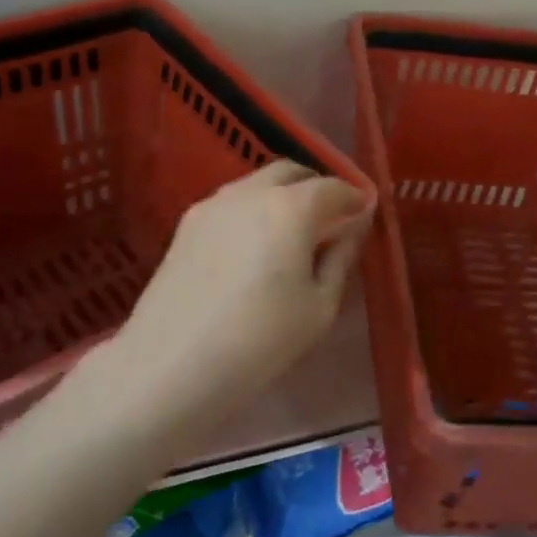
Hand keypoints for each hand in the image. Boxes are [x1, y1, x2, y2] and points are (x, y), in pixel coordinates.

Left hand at [106, 160, 373, 429]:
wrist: (171, 364)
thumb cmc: (260, 340)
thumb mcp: (319, 307)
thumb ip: (341, 258)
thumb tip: (353, 227)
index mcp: (290, 207)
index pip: (332, 187)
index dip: (353, 198)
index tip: (365, 212)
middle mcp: (250, 192)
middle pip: (290, 172)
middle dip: (315, 187)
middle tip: (331, 217)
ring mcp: (212, 205)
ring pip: (256, 184)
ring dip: (281, 196)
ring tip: (292, 233)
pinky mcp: (186, 225)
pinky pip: (231, 203)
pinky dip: (253, 210)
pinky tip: (254, 245)